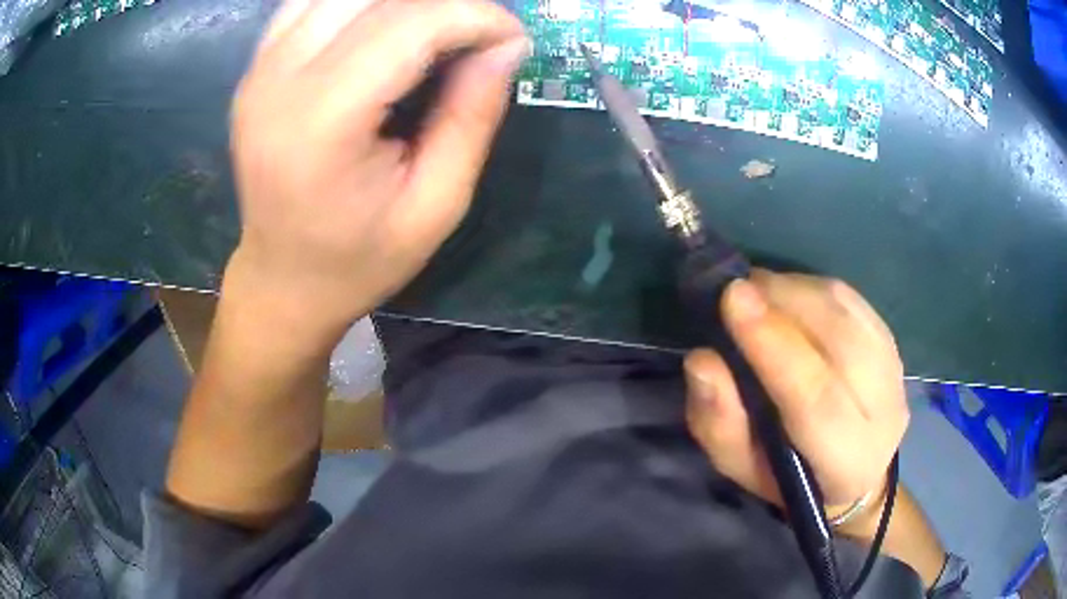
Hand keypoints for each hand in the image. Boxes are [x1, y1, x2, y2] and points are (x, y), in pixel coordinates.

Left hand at [226, 0, 528, 339]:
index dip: (473, 16)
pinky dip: (358, 4)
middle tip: (477, 31)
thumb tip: (507, 44)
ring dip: (400, 1)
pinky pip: (310, 3)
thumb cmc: (359, 259)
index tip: (512, 36)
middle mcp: (277, 82)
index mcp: (320, 125)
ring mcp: (259, 70)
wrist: (283, 280)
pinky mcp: (256, 68)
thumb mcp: (436, 205)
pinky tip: (386, 26)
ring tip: (437, 29)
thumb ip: (472, 116)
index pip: (407, 25)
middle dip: (442, 2)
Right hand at [683, 271, 907, 526]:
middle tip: (736, 289)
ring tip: (756, 289)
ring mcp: (894, 371)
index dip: (775, 345)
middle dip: (785, 302)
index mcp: (846, 460)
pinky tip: (786, 292)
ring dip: (797, 289)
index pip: (816, 398)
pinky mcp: (892, 341)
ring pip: (848, 310)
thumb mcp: (741, 466)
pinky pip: (852, 299)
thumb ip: (720, 422)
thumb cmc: (787, 478)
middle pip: (841, 340)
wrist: (853, 473)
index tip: (733, 299)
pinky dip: (813, 286)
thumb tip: (702, 360)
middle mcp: (883, 412)